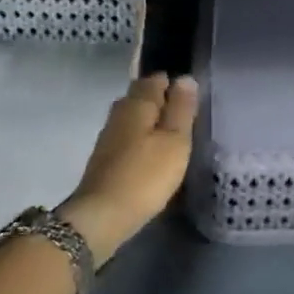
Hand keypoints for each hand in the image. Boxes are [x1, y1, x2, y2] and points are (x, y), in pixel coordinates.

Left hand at [59, 73, 198, 265]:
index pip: (155, 80)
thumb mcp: (175, 141)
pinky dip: (141, 136)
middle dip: (160, 98)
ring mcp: (108, 136)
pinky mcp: (105, 157)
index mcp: (137, 104)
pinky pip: (128, 135)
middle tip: (184, 112)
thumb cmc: (146, 175)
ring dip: (150, 119)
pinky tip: (152, 150)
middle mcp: (119, 113)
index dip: (172, 83)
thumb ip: (182, 109)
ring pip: (132, 116)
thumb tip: (185, 78)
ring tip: (172, 132)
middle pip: (140, 95)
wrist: (103, 215)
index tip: (190, 94)